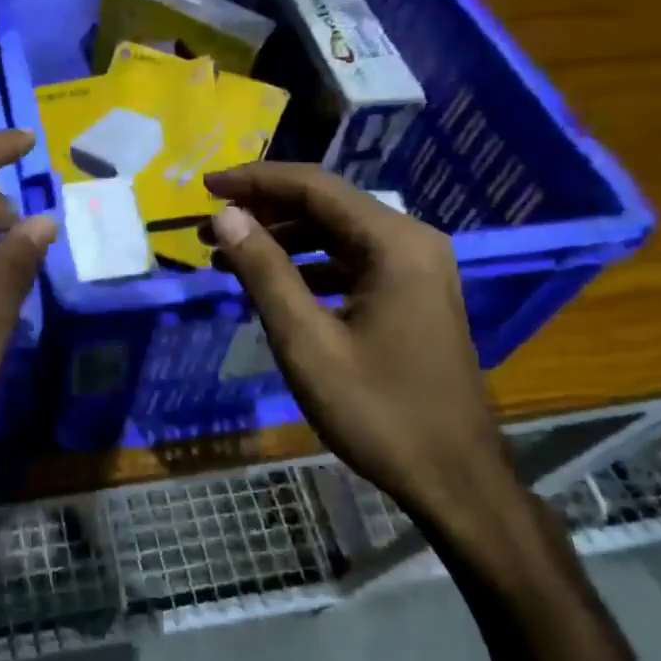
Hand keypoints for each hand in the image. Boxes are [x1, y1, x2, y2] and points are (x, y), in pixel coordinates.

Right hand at [204, 163, 511, 522]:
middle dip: (263, 210)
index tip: (205, 186)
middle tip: (208, 227)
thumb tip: (224, 215)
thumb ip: (265, 271)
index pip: (314, 187)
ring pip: (335, 233)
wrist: (454, 479)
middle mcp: (410, 242)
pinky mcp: (411, 294)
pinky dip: (305, 265)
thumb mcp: (306, 342)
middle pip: (325, 204)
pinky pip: (349, 262)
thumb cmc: (378, 411)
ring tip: (226, 255)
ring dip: (281, 238)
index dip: (255, 180)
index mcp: (393, 244)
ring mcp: (415, 269)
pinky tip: (270, 284)